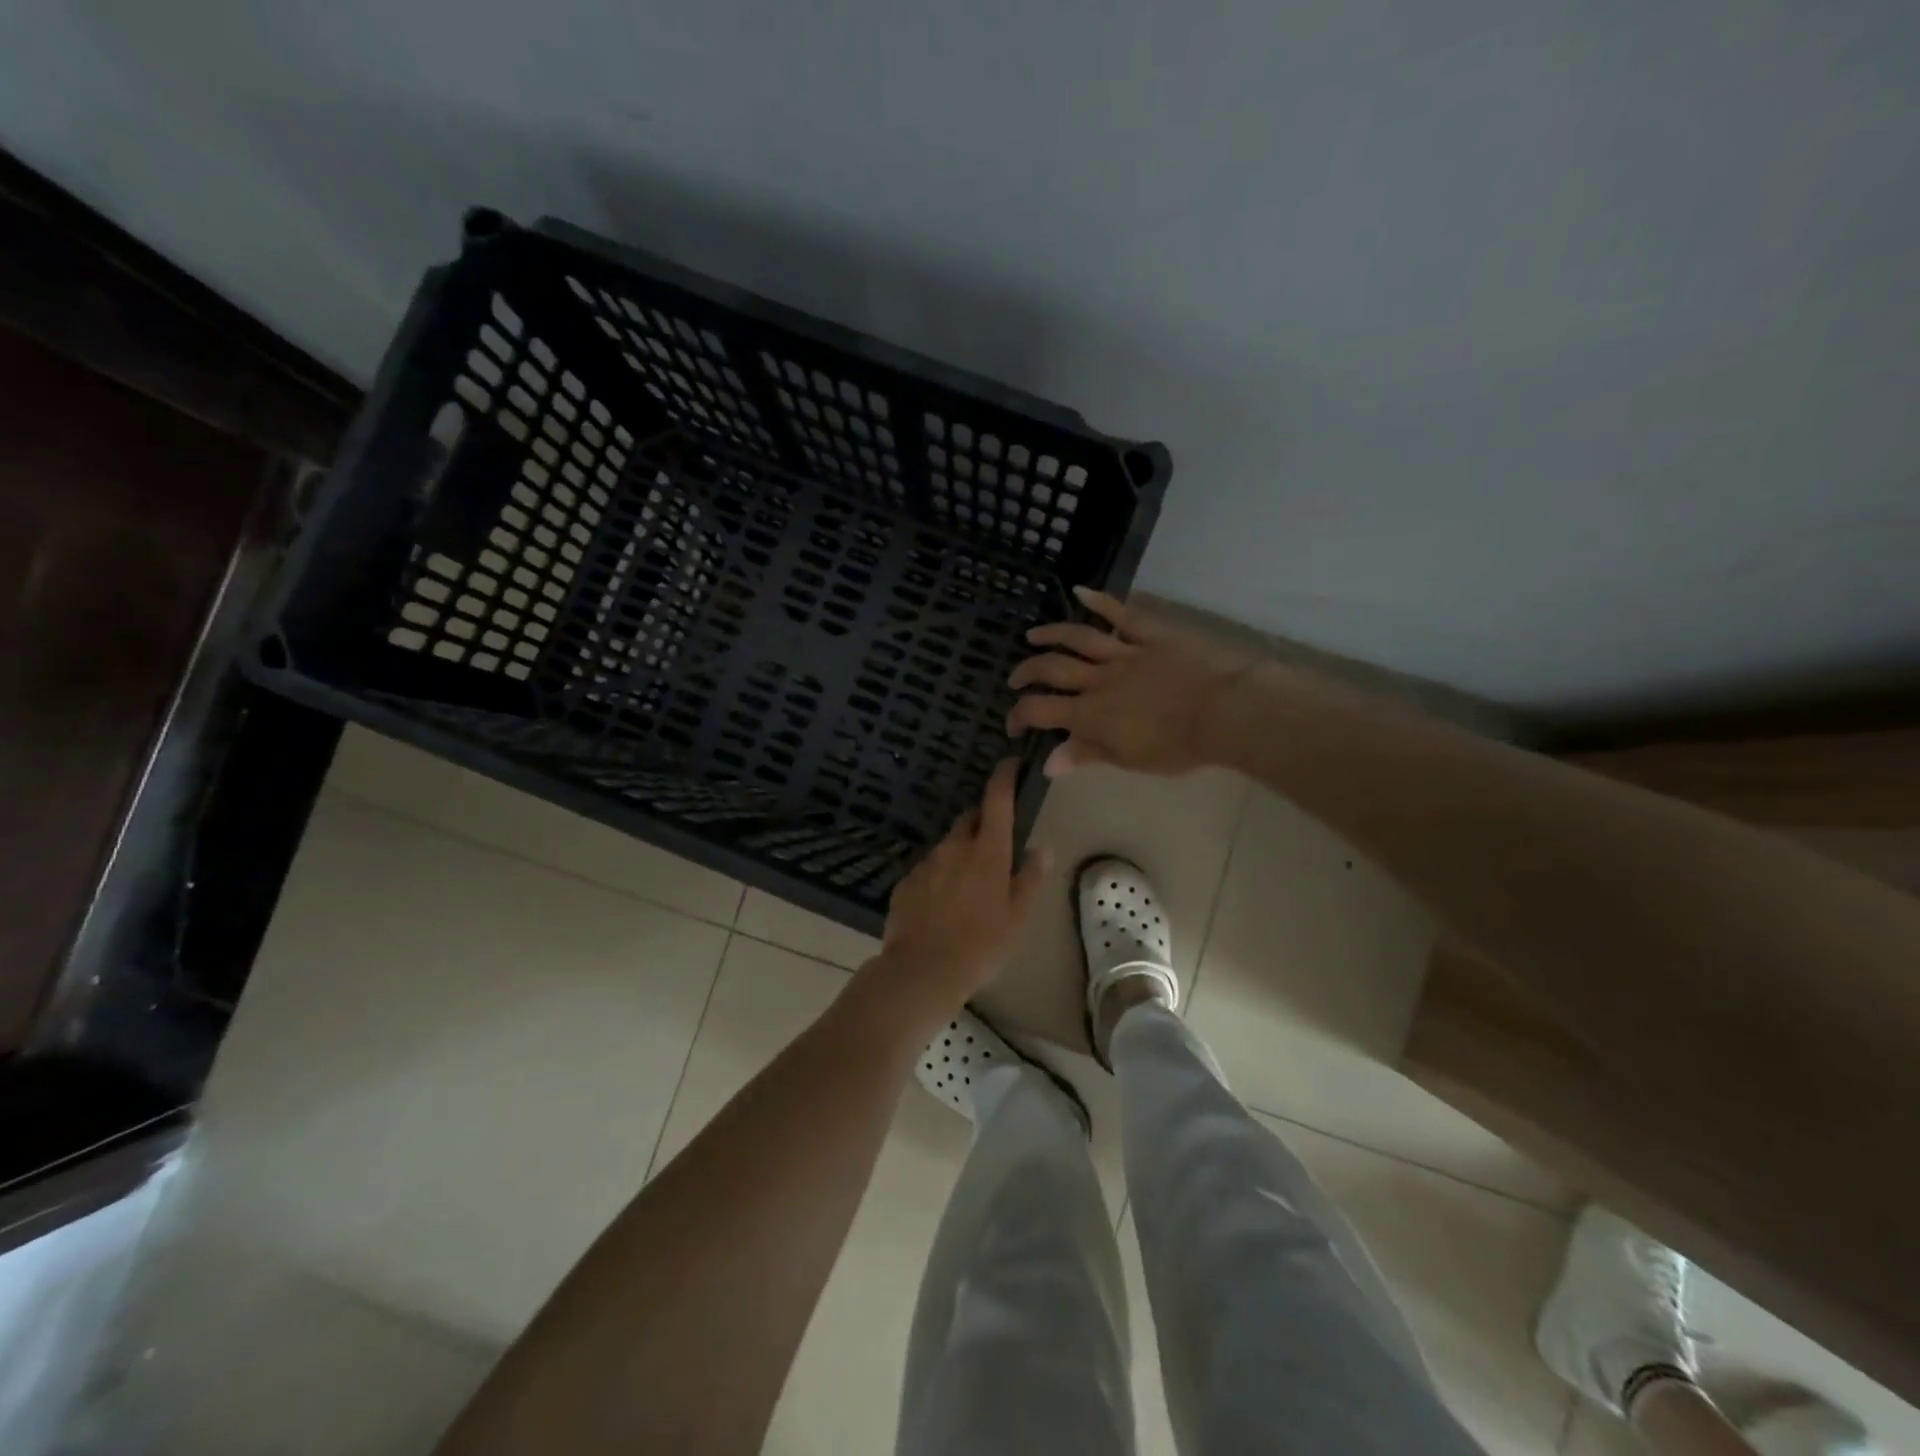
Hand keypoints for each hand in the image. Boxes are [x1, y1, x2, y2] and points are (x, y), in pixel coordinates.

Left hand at [862, 760, 1049, 1028]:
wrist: (922, 970)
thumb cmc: (981, 945)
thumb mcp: (1017, 917)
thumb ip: (1030, 878)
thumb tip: (1040, 849)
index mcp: (987, 851)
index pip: (997, 800)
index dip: (1004, 777)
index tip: (1010, 764)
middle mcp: (954, 847)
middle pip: (970, 819)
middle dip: (983, 823)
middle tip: (994, 848)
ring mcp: (926, 862)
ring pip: (948, 845)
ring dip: (960, 853)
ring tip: (968, 886)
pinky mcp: (906, 881)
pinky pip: (928, 868)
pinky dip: (939, 875)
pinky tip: (943, 904)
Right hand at [1007, 587, 1259, 776]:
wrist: (1226, 712)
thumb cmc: (1179, 746)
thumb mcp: (1129, 760)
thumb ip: (1087, 755)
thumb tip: (1048, 764)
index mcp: (1091, 714)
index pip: (1041, 710)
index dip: (1019, 716)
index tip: (1014, 725)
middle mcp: (1099, 679)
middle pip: (1052, 669)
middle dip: (1027, 672)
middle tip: (1015, 678)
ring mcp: (1125, 652)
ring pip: (1078, 638)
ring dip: (1051, 634)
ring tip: (1033, 636)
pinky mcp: (1152, 634)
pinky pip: (1122, 614)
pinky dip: (1100, 601)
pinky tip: (1082, 591)